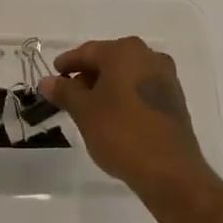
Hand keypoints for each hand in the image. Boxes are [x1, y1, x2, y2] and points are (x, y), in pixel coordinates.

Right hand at [39, 37, 213, 198]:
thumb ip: (65, 92)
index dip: (68, 63)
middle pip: (109, 60)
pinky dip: (124, 97)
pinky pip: (141, 89)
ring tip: (88, 108)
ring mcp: (166, 78)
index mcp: (125, 51)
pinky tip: (113, 116)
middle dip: (87, 75)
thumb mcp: (84, 112)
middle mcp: (149, 56)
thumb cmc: (121, 133)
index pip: (88, 51)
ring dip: (106, 87)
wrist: (170, 170)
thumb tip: (47, 81)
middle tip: (68, 94)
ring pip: (127, 75)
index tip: (53, 75)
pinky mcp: (174, 100)